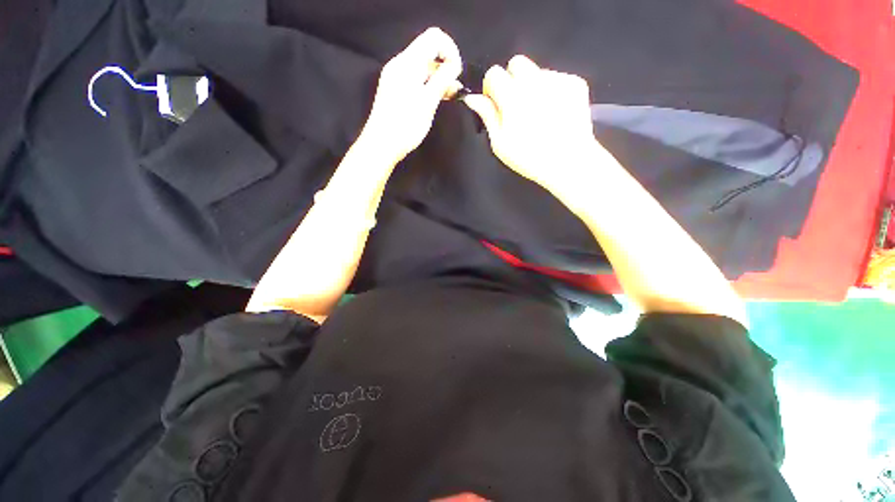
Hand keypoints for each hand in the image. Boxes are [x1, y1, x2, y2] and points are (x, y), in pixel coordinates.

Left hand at [359, 27, 462, 163]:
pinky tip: (437, 98)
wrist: (381, 145)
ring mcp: (396, 77)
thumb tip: (454, 64)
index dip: (450, 50)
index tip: (457, 72)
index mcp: (407, 63)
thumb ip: (442, 80)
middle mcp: (400, 64)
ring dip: (439, 78)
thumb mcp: (428, 103)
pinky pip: (416, 79)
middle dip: (445, 66)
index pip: (434, 37)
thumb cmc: (405, 126)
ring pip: (423, 67)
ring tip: (450, 96)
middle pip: (428, 52)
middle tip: (456, 90)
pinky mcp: (395, 89)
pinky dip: (428, 85)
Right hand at [463, 55, 602, 196]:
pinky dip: (551, 91)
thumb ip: (487, 116)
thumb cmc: (529, 158)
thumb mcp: (500, 143)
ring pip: (537, 71)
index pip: (494, 73)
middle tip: (516, 104)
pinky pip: (556, 78)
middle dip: (511, 79)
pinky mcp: (575, 83)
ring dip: (532, 86)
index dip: (492, 87)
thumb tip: (473, 98)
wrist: (568, 162)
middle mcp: (534, 81)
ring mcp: (557, 80)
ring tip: (538, 112)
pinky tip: (554, 112)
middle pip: (516, 63)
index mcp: (512, 97)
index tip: (496, 103)